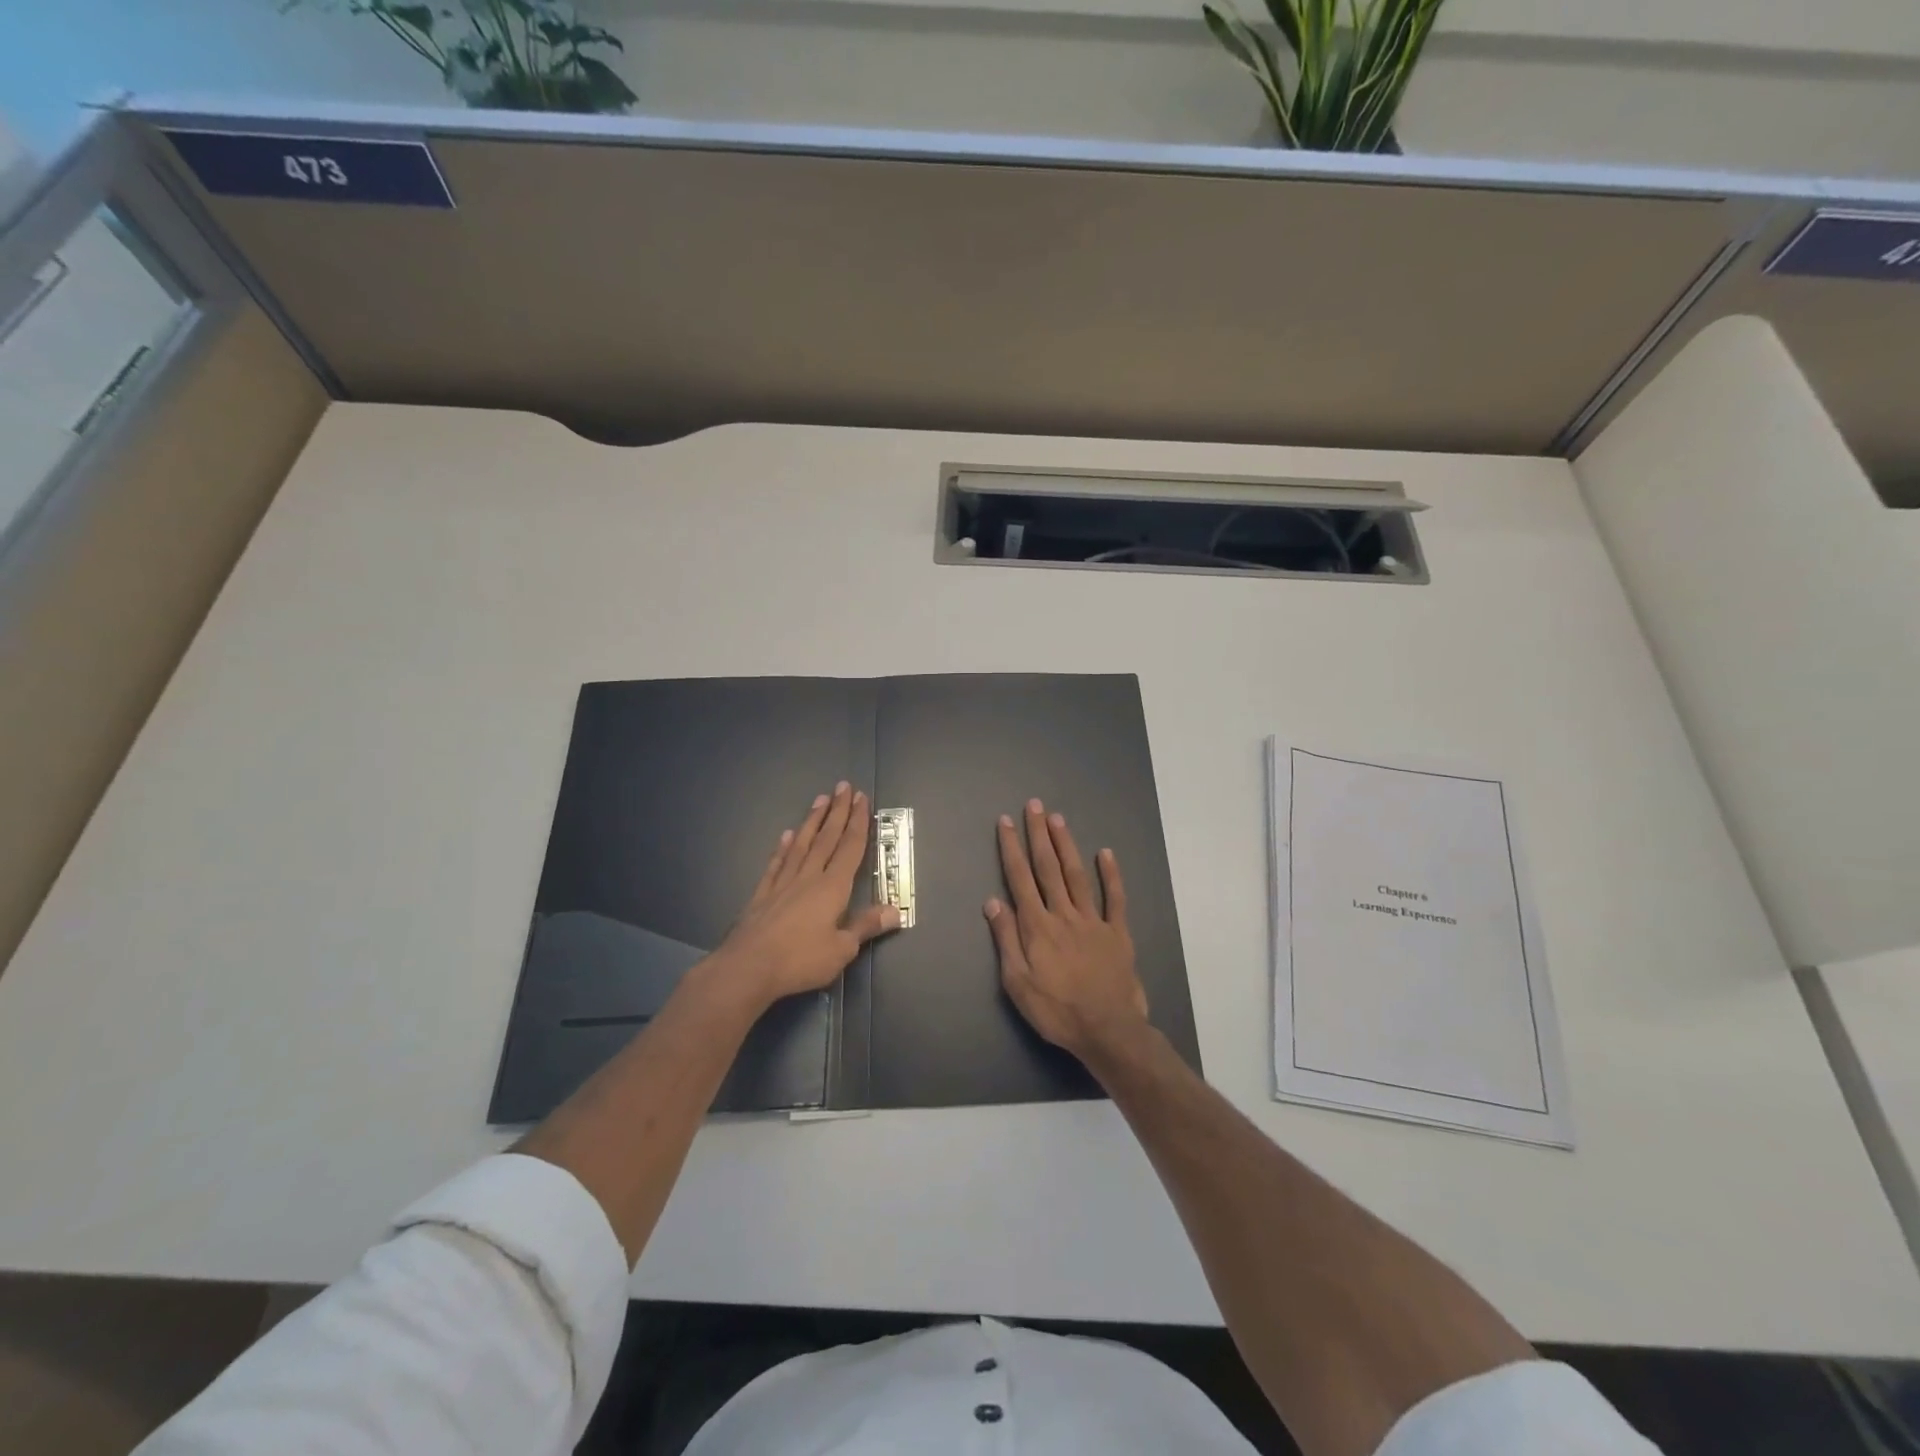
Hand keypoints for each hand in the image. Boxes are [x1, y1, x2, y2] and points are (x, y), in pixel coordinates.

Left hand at [717, 782, 898, 1006]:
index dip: (858, 822)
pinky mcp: (763, 894)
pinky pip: (777, 863)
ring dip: (812, 821)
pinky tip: (787, 835)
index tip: (861, 798)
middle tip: (843, 786)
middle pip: (827, 838)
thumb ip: (866, 926)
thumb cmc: (800, 959)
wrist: (748, 967)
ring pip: (802, 844)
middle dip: (837, 812)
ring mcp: (783, 883)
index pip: (850, 848)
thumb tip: (895, 911)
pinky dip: (783, 848)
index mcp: (832, 887)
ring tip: (819, 799)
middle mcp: (809, 877)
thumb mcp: (841, 949)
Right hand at [986, 799, 1149, 1060]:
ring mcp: (1093, 921)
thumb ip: (1006, 940)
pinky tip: (1106, 853)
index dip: (1011, 848)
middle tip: (1034, 806)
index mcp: (1037, 926)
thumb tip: (993, 901)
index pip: (1020, 878)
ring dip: (1066, 845)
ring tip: (1058, 818)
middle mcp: (1064, 914)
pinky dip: (1111, 874)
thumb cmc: (1056, 1011)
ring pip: (1077, 875)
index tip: (1005, 822)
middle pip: (1048, 868)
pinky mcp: (1117, 933)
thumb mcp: (1017, 983)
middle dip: (1038, 835)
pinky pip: (1115, 898)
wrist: (1107, 1030)